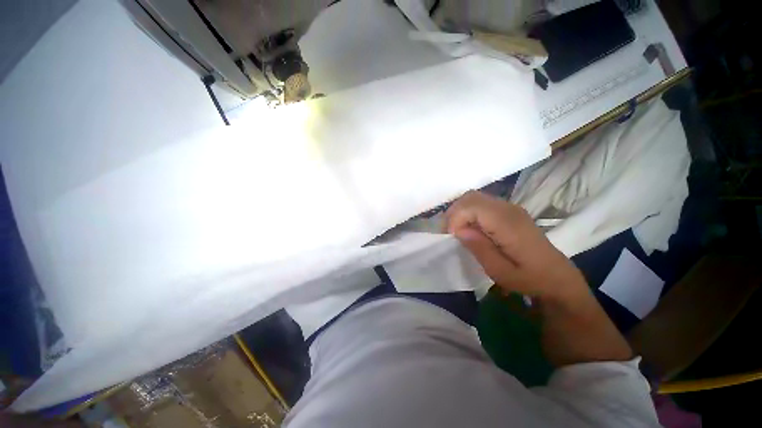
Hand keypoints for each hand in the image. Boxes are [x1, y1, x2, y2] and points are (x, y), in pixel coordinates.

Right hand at [445, 191, 586, 300]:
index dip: (455, 218)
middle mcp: (508, 209)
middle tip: (450, 232)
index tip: (451, 236)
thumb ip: (479, 248)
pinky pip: (482, 203)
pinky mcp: (509, 211)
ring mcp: (510, 207)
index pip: (471, 206)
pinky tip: (470, 228)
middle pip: (471, 197)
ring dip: (460, 211)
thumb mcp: (500, 272)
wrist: (557, 278)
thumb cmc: (529, 279)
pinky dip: (469, 212)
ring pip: (475, 197)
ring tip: (457, 230)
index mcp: (508, 224)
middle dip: (454, 212)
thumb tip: (458, 230)